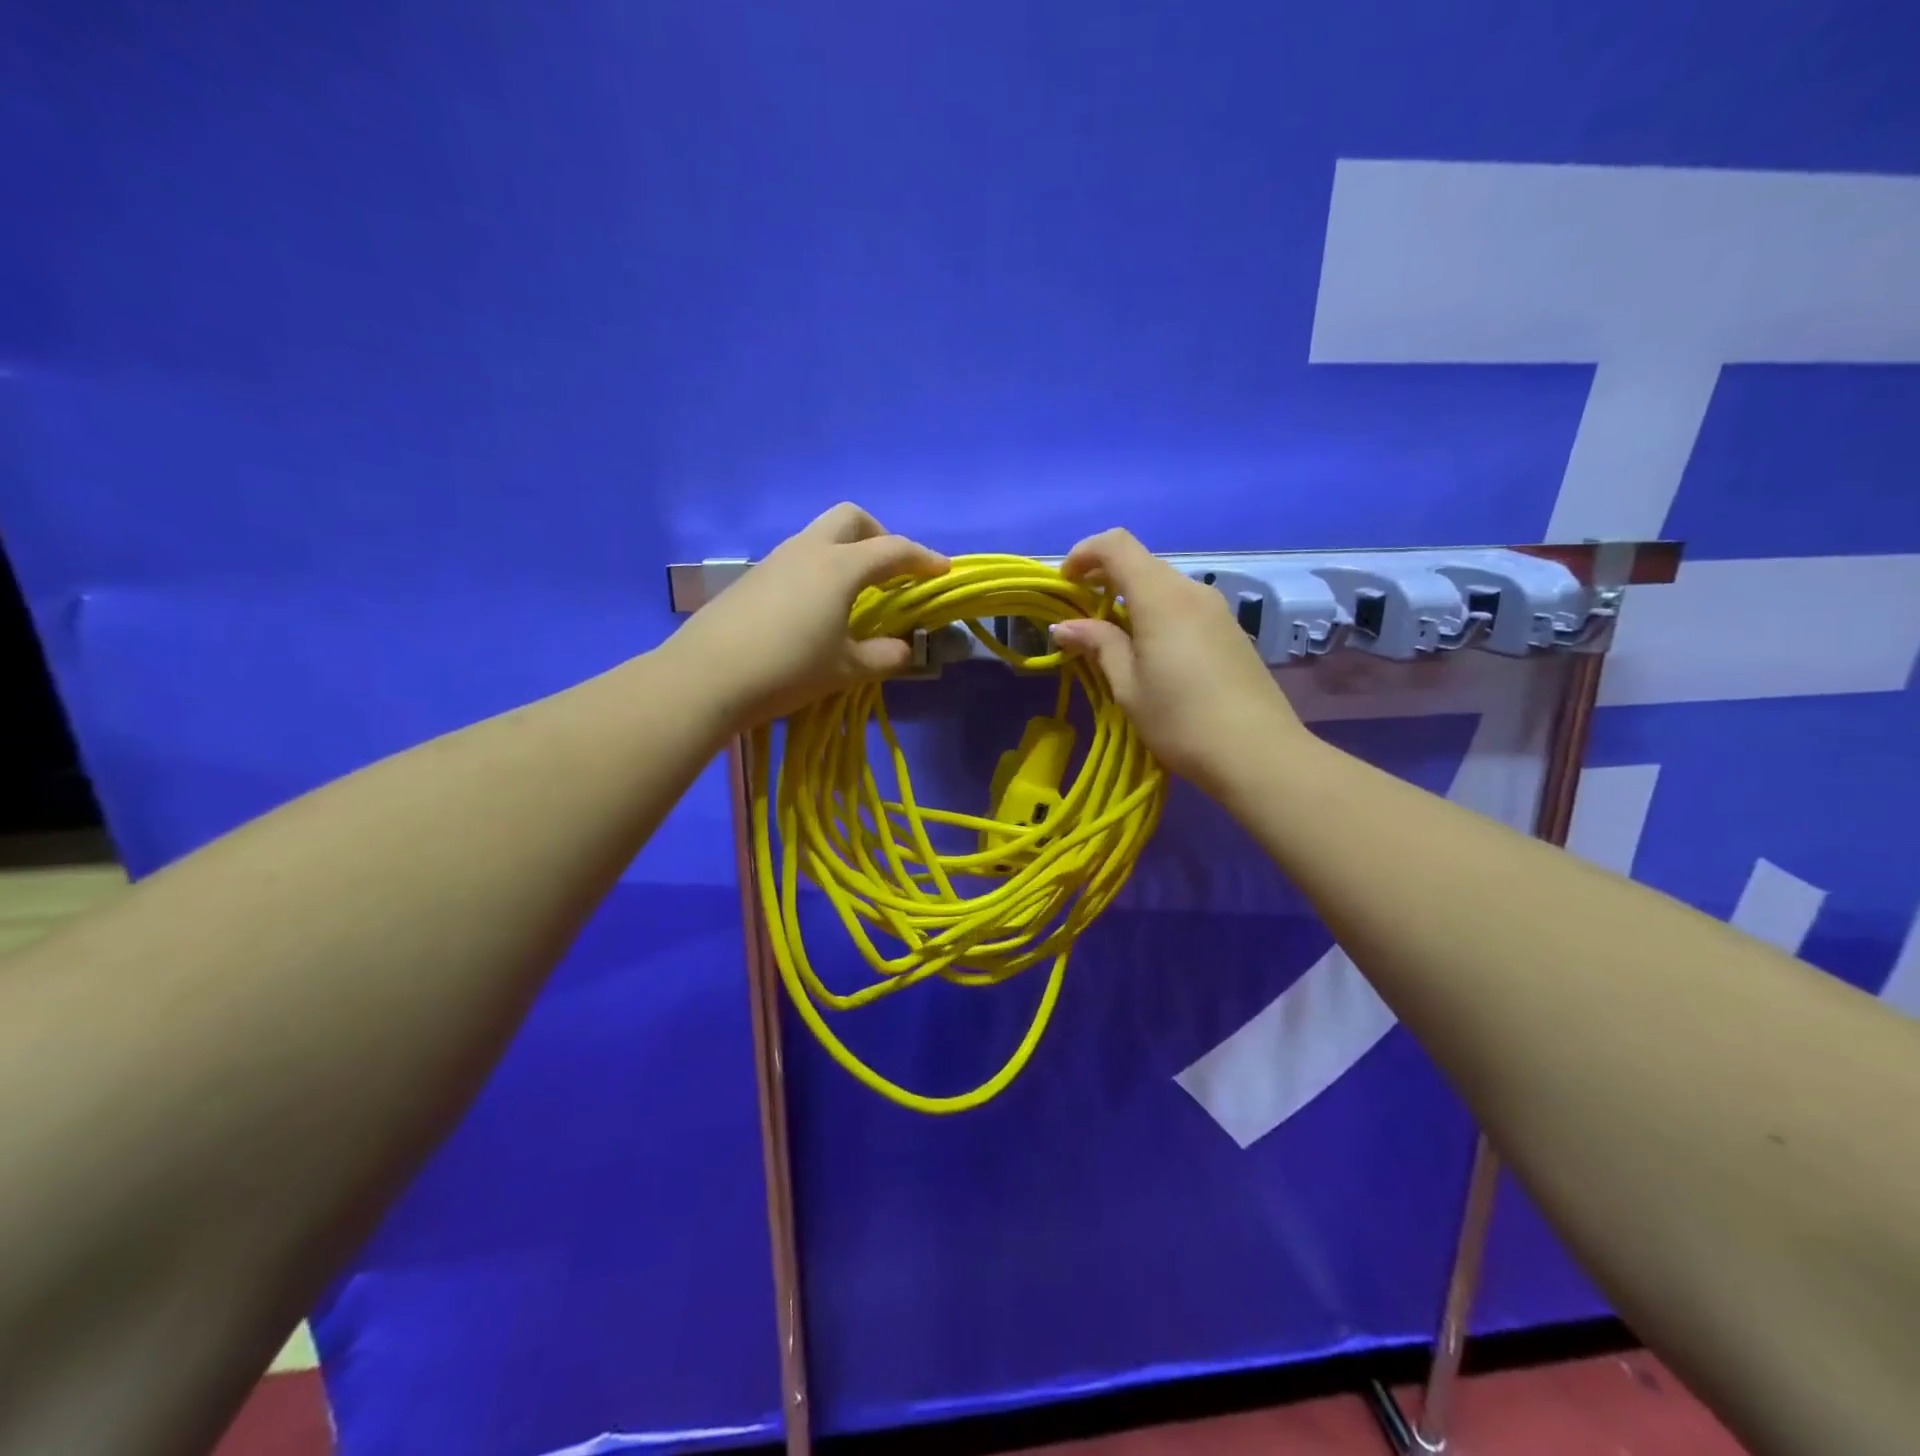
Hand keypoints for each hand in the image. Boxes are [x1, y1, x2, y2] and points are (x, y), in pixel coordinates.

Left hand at [671, 503, 948, 728]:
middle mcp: (809, 550)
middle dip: (880, 536)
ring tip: (857, 595)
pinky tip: (818, 608)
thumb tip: (905, 649)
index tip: (943, 571)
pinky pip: (799, 557)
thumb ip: (884, 656)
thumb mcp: (845, 669)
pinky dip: (821, 569)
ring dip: (848, 553)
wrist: (706, 676)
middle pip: (852, 518)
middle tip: (892, 573)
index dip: (923, 559)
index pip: (893, 550)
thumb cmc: (787, 669)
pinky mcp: (754, 577)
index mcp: (840, 567)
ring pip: (821, 535)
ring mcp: (776, 559)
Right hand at [1053, 528, 1303, 787]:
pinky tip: (1150, 652)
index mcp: (1161, 597)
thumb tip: (1066, 626)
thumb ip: (1098, 645)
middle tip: (1081, 616)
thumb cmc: (1180, 720)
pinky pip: (1183, 606)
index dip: (1084, 553)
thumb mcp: (1128, 686)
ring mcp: (1216, 609)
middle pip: (1141, 563)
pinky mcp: (1230, 630)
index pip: (1116, 545)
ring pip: (1163, 586)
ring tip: (1112, 640)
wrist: (1257, 753)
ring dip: (1131, 599)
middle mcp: (1191, 591)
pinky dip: (1156, 614)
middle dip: (1104, 579)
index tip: (1064, 584)